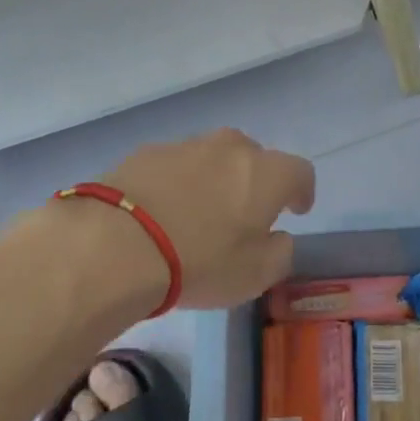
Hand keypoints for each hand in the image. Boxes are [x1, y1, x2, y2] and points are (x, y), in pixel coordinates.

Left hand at [102, 128, 315, 310]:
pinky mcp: (148, 152)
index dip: (302, 191)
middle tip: (243, 213)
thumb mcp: (255, 275)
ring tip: (197, 213)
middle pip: (254, 157)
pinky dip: (177, 182)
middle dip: (254, 181)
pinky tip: (161, 211)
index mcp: (267, 173)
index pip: (300, 172)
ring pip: (212, 158)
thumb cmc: (200, 261)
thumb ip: (279, 252)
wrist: (117, 243)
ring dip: (213, 180)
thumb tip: (278, 237)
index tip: (296, 210)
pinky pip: (175, 165)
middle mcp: (232, 148)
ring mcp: (187, 145)